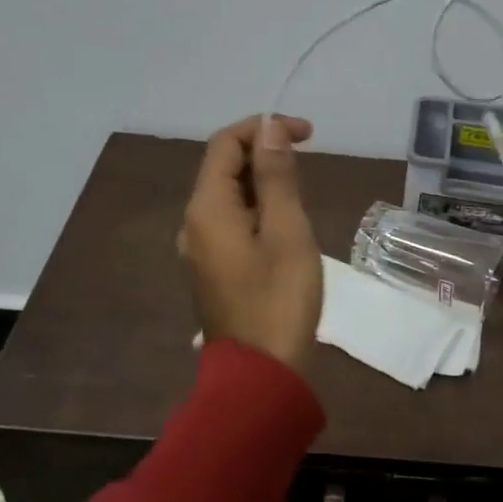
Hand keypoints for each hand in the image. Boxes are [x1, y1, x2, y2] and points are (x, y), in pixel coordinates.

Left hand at [179, 114, 322, 373]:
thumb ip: (277, 176)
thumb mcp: (288, 231)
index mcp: (207, 208)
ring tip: (301, 190)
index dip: (264, 128)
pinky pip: (231, 221)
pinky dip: (257, 207)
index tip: (308, 134)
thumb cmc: (279, 298)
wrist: (260, 373)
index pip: (225, 144)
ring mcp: (201, 248)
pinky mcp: (214, 268)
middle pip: (223, 167)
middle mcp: (194, 222)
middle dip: (263, 151)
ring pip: (228, 195)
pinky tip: (284, 222)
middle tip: (308, 157)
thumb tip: (268, 129)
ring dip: (262, 180)